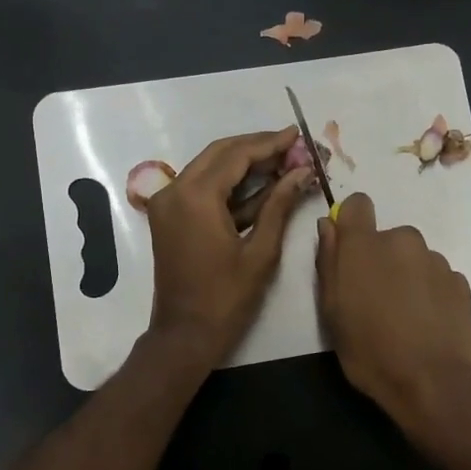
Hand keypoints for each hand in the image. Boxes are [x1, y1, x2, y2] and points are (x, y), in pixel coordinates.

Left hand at [146, 127, 313, 363]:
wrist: (185, 334)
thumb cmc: (226, 298)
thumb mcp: (260, 251)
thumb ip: (279, 206)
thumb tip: (302, 172)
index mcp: (195, 197)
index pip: (237, 155)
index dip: (269, 143)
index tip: (297, 135)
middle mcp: (175, 190)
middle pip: (220, 153)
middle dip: (257, 147)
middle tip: (292, 145)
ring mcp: (168, 203)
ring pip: (209, 167)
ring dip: (244, 163)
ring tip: (283, 161)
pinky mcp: (170, 217)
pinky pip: (201, 187)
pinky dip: (229, 184)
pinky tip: (261, 185)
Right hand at [315, 193, 470, 431]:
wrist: (432, 381)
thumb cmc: (370, 350)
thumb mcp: (331, 311)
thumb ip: (328, 261)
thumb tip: (328, 225)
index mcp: (365, 245)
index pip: (357, 204)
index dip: (351, 222)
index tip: (349, 250)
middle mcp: (403, 240)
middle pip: (387, 237)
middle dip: (380, 259)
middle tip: (375, 300)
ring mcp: (436, 260)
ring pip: (413, 258)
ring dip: (406, 276)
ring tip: (404, 316)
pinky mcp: (460, 281)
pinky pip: (436, 276)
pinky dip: (429, 291)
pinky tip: (426, 323)